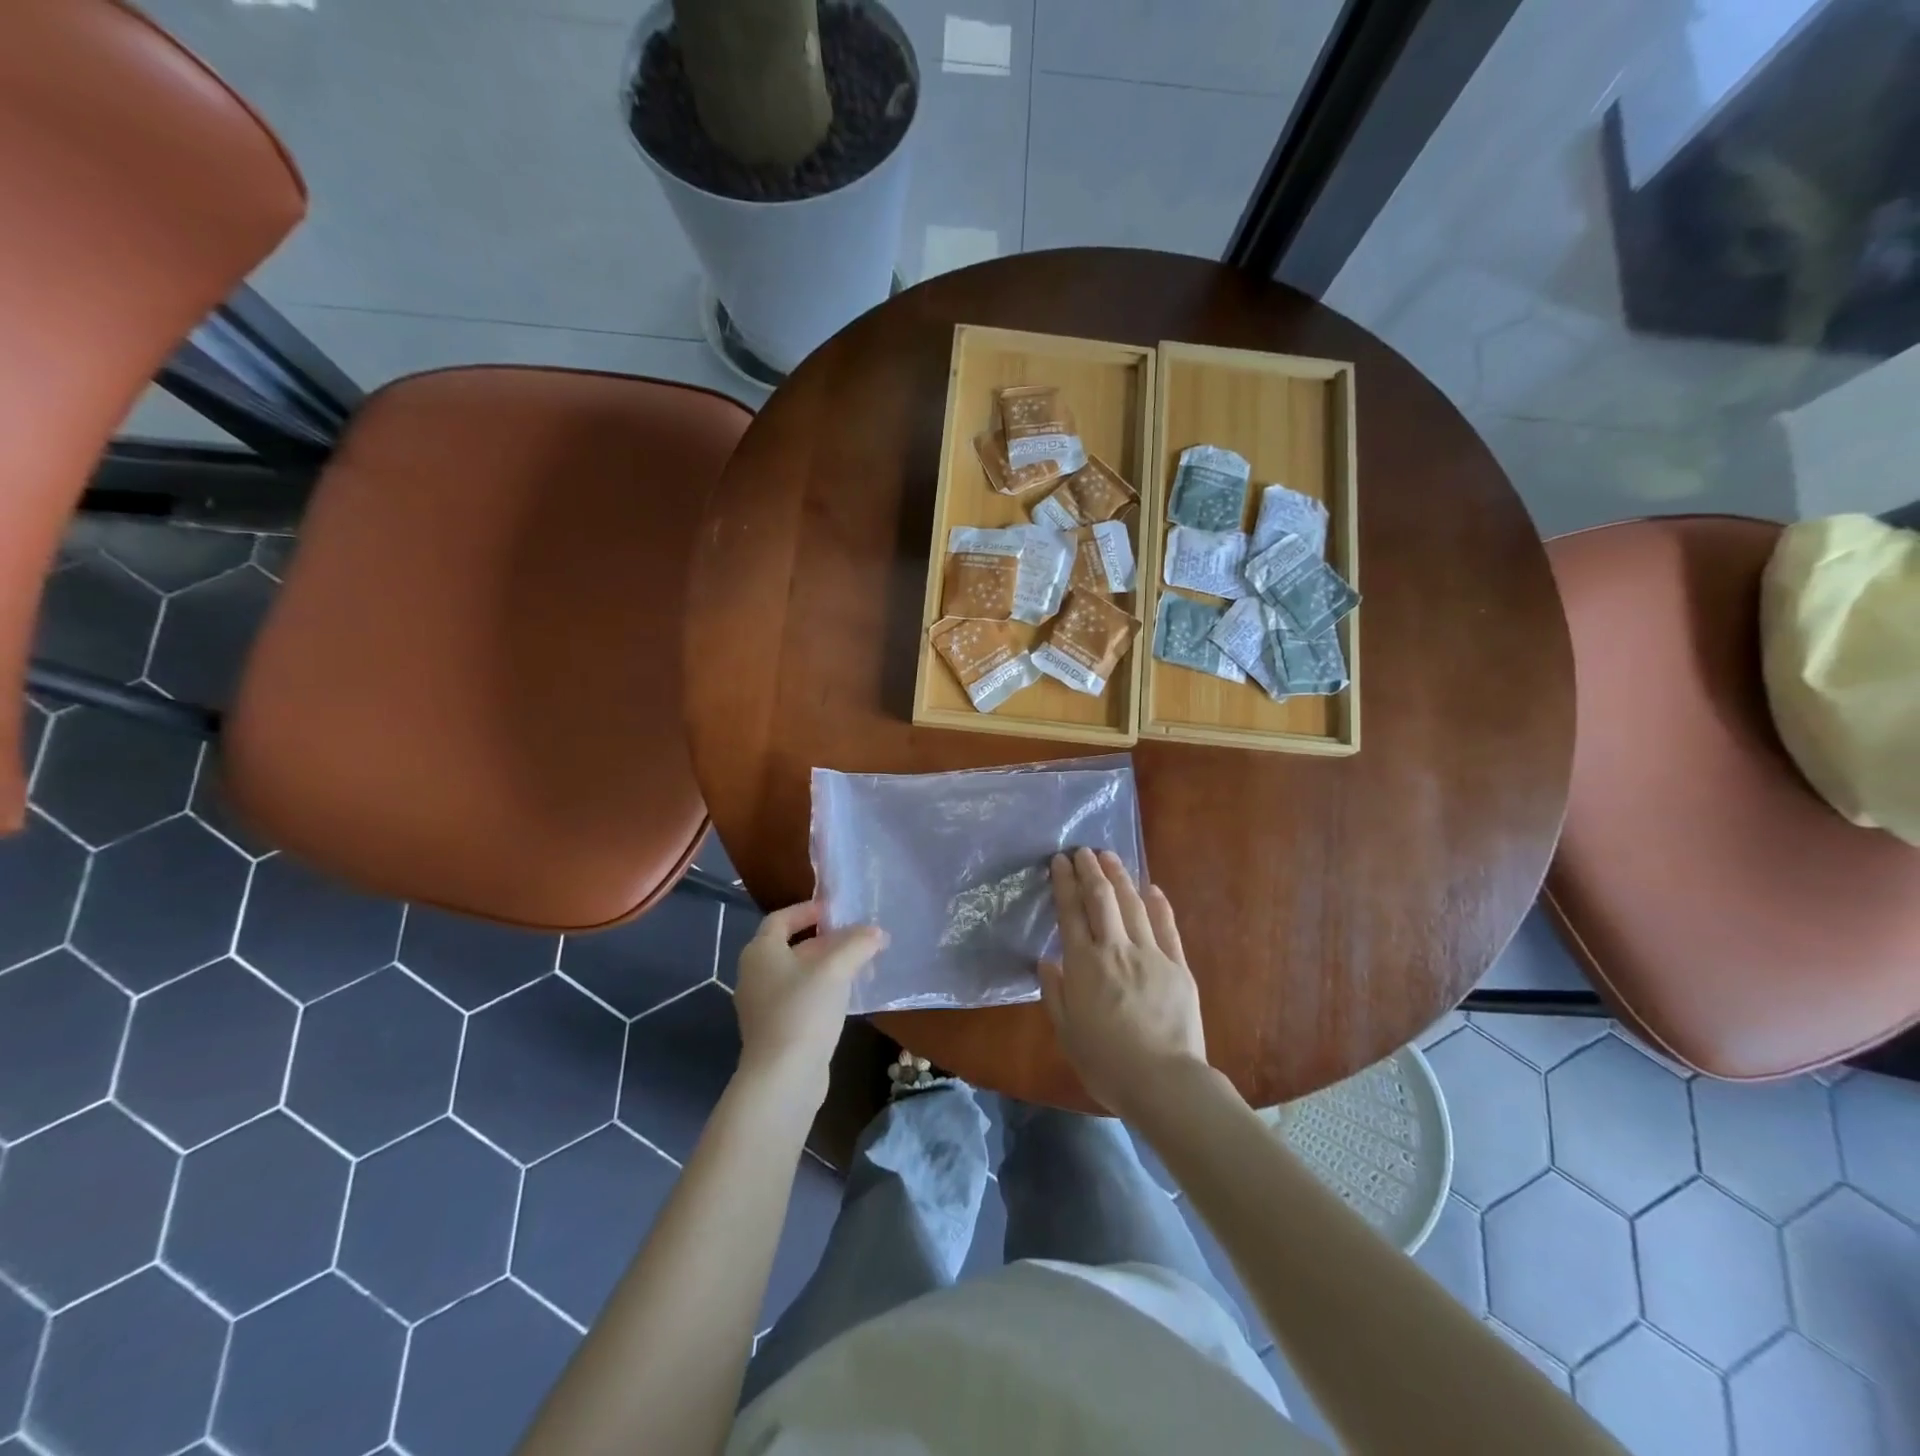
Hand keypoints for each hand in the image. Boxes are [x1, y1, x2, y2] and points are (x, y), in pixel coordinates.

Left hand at [732, 902, 885, 1096]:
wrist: (783, 1078)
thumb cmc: (803, 1011)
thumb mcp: (835, 969)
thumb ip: (857, 945)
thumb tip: (877, 932)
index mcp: (760, 952)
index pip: (781, 919)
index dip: (807, 909)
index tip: (835, 910)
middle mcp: (755, 975)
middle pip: (792, 946)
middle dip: (826, 940)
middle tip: (858, 938)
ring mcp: (763, 1005)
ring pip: (798, 974)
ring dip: (828, 967)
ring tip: (861, 966)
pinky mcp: (775, 1030)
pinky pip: (800, 998)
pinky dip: (823, 990)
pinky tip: (848, 997)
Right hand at [1039, 848, 1207, 1116]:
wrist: (1163, 1081)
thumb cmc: (1106, 1063)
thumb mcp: (1067, 1033)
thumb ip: (1055, 993)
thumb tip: (1046, 961)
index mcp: (1083, 965)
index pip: (1070, 913)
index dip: (1064, 883)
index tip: (1059, 861)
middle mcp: (1115, 949)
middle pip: (1101, 898)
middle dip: (1090, 870)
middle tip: (1082, 851)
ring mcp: (1150, 954)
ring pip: (1132, 904)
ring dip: (1120, 877)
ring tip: (1110, 857)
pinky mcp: (1178, 966)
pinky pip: (1167, 927)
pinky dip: (1159, 904)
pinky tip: (1151, 888)